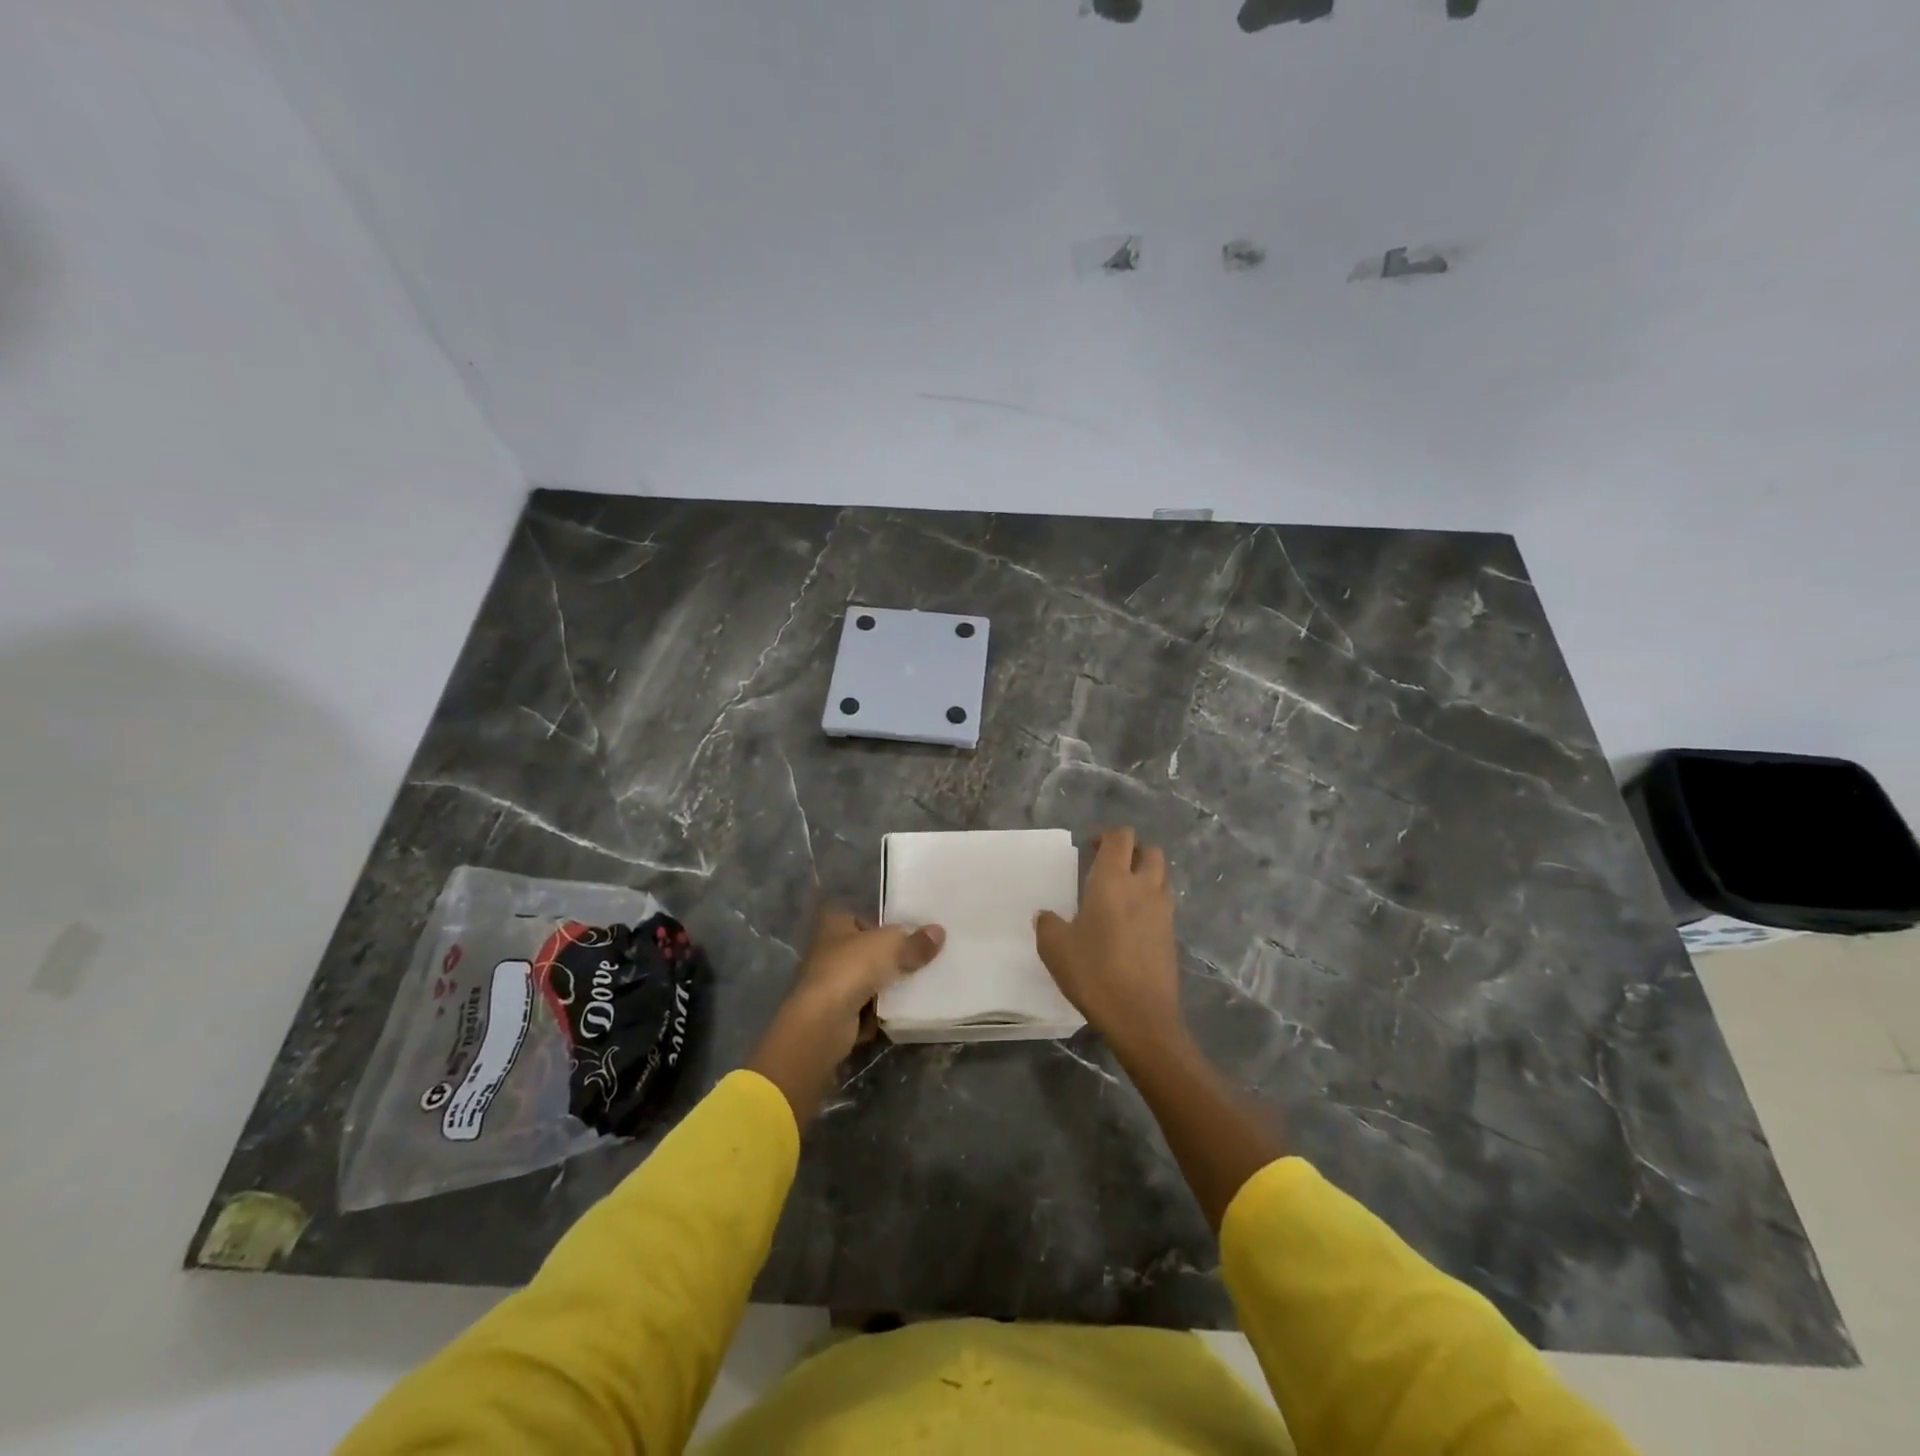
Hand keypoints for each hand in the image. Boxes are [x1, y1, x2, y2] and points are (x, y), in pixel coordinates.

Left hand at [747, 911, 944, 1122]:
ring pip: (865, 980)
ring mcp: (828, 983)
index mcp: (834, 924)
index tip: (908, 935)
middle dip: (888, 958)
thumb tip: (939, 933)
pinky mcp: (833, 1012)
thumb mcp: (891, 947)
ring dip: (885, 987)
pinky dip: (878, 1012)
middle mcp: (826, 950)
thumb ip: (915, 941)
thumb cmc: (852, 969)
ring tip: (915, 987)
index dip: (883, 925)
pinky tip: (899, 1012)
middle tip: (918, 962)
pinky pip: (863, 1008)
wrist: (823, 1021)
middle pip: (865, 951)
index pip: (861, 917)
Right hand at [1035, 828, 1181, 1057]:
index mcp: (1113, 880)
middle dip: (1132, 851)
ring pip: (1161, 876)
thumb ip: (1047, 924)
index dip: (1106, 836)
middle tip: (1109, 866)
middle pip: (1150, 851)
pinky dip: (1150, 901)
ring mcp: (1163, 912)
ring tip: (1121, 893)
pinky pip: (1163, 904)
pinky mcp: (1171, 935)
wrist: (1141, 1016)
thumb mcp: (1055, 947)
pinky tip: (1130, 922)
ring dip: (1145, 874)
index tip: (1089, 848)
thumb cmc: (1094, 972)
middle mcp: (1143, 888)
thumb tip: (1046, 916)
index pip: (1121, 838)